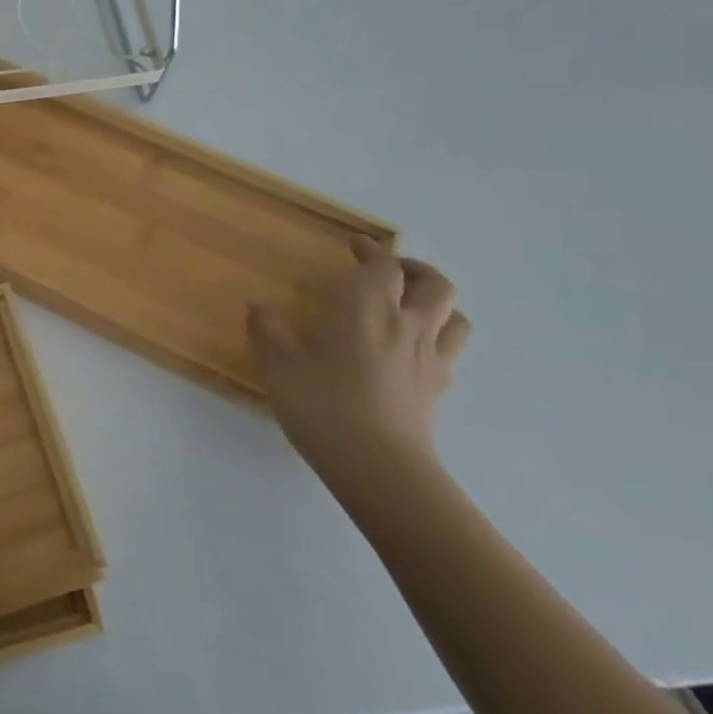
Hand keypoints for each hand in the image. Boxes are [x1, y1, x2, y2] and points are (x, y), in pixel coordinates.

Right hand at [247, 235, 470, 485]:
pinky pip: (450, 350)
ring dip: (435, 302)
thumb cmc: (324, 407)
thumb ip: (267, 330)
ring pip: (454, 316)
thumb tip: (257, 305)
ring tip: (410, 305)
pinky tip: (412, 349)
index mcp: (366, 308)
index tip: (353, 245)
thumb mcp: (279, 366)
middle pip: (433, 283)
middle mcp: (405, 324)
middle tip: (388, 270)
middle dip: (413, 268)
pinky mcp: (437, 389)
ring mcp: (428, 358)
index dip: (370, 250)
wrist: (380, 469)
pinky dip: (437, 338)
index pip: (382, 266)